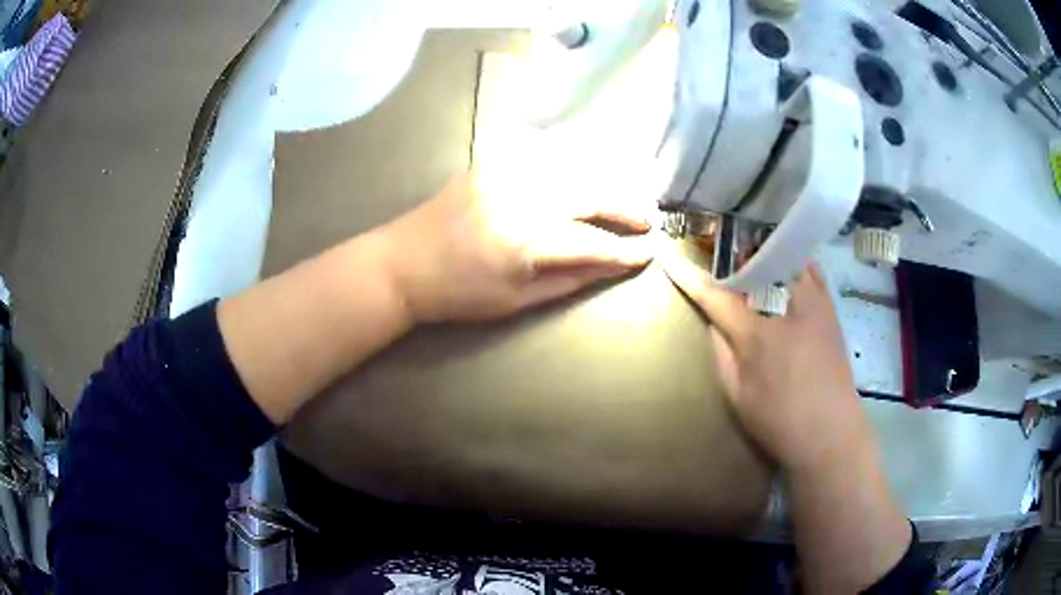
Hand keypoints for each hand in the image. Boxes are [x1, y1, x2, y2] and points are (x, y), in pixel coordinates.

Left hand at [379, 171, 653, 322]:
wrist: (402, 264)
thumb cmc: (457, 294)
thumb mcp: (516, 300)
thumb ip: (570, 279)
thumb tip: (613, 265)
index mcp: (524, 240)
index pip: (592, 242)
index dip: (624, 249)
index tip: (649, 252)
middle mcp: (520, 196)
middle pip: (588, 194)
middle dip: (623, 207)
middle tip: (645, 219)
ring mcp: (504, 173)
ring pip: (570, 168)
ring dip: (602, 182)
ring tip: (622, 199)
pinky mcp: (491, 163)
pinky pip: (542, 158)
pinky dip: (570, 166)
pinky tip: (584, 176)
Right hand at [660, 251, 873, 473]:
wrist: (831, 431)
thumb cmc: (780, 420)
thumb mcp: (737, 395)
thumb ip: (722, 355)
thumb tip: (715, 325)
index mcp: (756, 333)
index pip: (716, 296)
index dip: (690, 277)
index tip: (670, 258)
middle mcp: (785, 306)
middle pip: (753, 265)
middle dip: (734, 259)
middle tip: (723, 262)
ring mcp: (813, 302)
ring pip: (785, 260)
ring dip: (766, 259)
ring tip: (755, 263)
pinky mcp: (830, 308)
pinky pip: (810, 270)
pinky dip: (795, 265)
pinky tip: (788, 275)